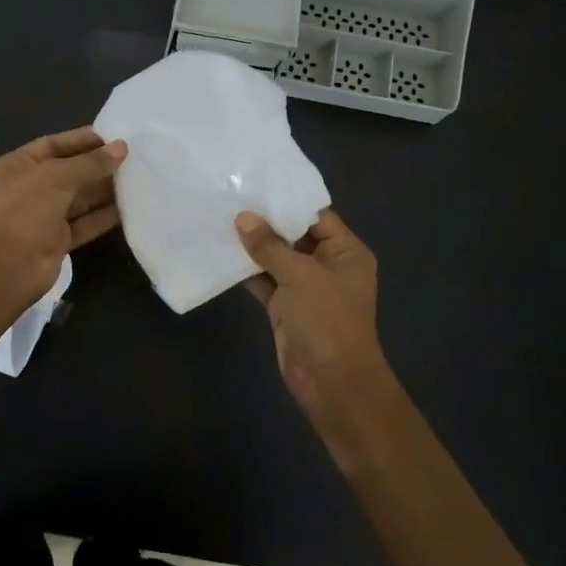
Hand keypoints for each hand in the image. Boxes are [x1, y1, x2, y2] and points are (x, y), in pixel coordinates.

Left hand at [0, 127, 127, 309]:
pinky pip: (83, 224)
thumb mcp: (57, 176)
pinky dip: (103, 216)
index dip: (81, 140)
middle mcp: (27, 189)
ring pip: (78, 199)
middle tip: (131, 158)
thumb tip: (122, 147)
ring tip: (135, 179)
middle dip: (96, 166)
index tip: (112, 137)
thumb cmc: (25, 209)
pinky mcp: (56, 241)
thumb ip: (91, 163)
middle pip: (67, 172)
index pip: (52, 145)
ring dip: (103, 190)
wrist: (7, 267)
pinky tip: (127, 208)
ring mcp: (42, 217)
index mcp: (16, 166)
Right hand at [236, 208, 396, 466]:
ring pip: (276, 258)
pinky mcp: (286, 306)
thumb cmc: (327, 321)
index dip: (287, 201)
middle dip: (265, 221)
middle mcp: (327, 265)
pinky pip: (265, 280)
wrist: (332, 383)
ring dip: (252, 246)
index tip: (255, 183)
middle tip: (231, 196)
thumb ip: (270, 246)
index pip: (316, 215)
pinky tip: (221, 253)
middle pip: (294, 235)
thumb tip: (243, 218)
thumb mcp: (300, 276)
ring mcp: (305, 287)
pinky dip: (247, 270)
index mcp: (345, 252)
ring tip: (220, 218)